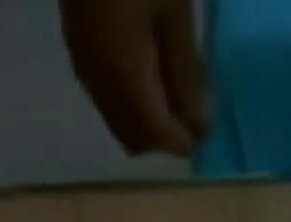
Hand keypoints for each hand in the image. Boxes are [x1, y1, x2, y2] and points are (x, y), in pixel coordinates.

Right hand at [60, 0, 209, 156]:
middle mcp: (101, 87)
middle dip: (166, 135)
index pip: (158, 137)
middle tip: (195, 111)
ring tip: (176, 89)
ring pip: (121, 121)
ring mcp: (86, 68)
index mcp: (125, 80)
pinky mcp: (79, 48)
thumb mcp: (175, 8)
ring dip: (149, 119)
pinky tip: (151, 70)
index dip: (185, 140)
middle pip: (137, 139)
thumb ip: (187, 72)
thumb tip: (200, 124)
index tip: (210, 131)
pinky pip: (109, 96)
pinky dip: (133, 99)